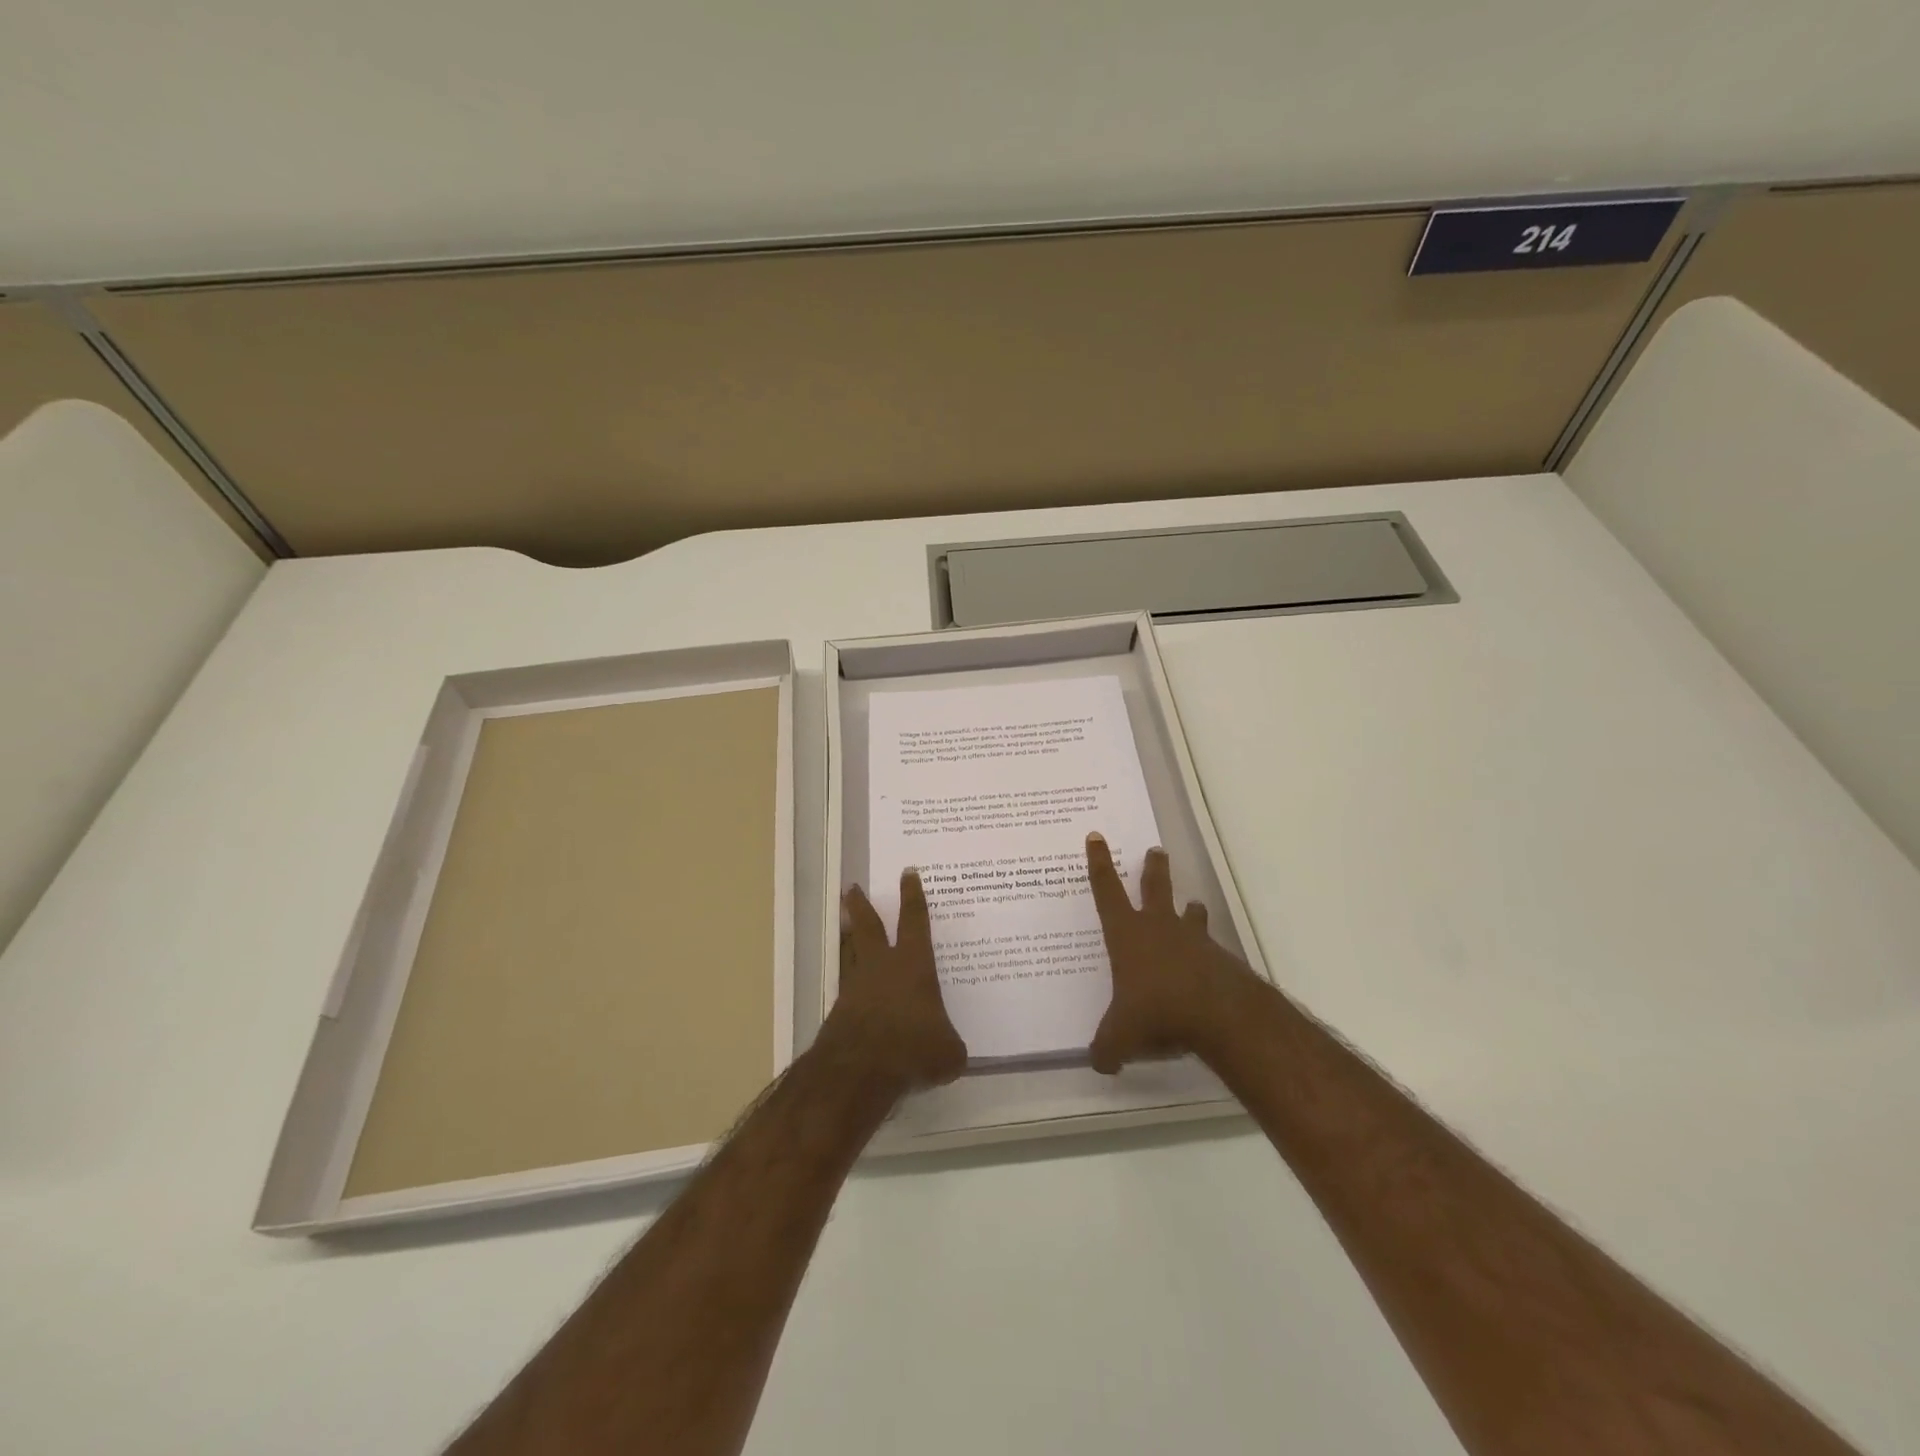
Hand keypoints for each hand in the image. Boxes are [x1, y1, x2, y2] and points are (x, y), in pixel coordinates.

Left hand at [823, 869, 968, 1094]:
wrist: (858, 1070)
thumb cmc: (912, 1048)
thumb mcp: (948, 1051)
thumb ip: (951, 1045)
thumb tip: (953, 1052)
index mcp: (913, 964)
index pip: (915, 921)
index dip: (912, 896)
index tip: (907, 873)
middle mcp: (882, 966)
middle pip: (868, 926)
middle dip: (860, 905)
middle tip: (851, 887)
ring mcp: (856, 987)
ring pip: (850, 951)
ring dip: (848, 937)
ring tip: (845, 926)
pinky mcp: (839, 1011)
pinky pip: (846, 987)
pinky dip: (849, 982)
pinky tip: (852, 989)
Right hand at [1085, 834, 1254, 1072]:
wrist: (1219, 1016)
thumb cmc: (1157, 1013)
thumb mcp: (1120, 1037)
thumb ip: (1106, 1048)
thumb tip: (1099, 1063)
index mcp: (1127, 935)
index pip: (1106, 891)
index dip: (1099, 863)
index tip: (1096, 837)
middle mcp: (1159, 928)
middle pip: (1155, 888)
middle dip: (1154, 869)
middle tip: (1156, 850)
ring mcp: (1193, 941)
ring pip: (1189, 914)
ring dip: (1189, 909)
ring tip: (1192, 906)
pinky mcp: (1220, 960)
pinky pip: (1210, 949)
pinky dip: (1206, 953)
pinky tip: (1207, 967)